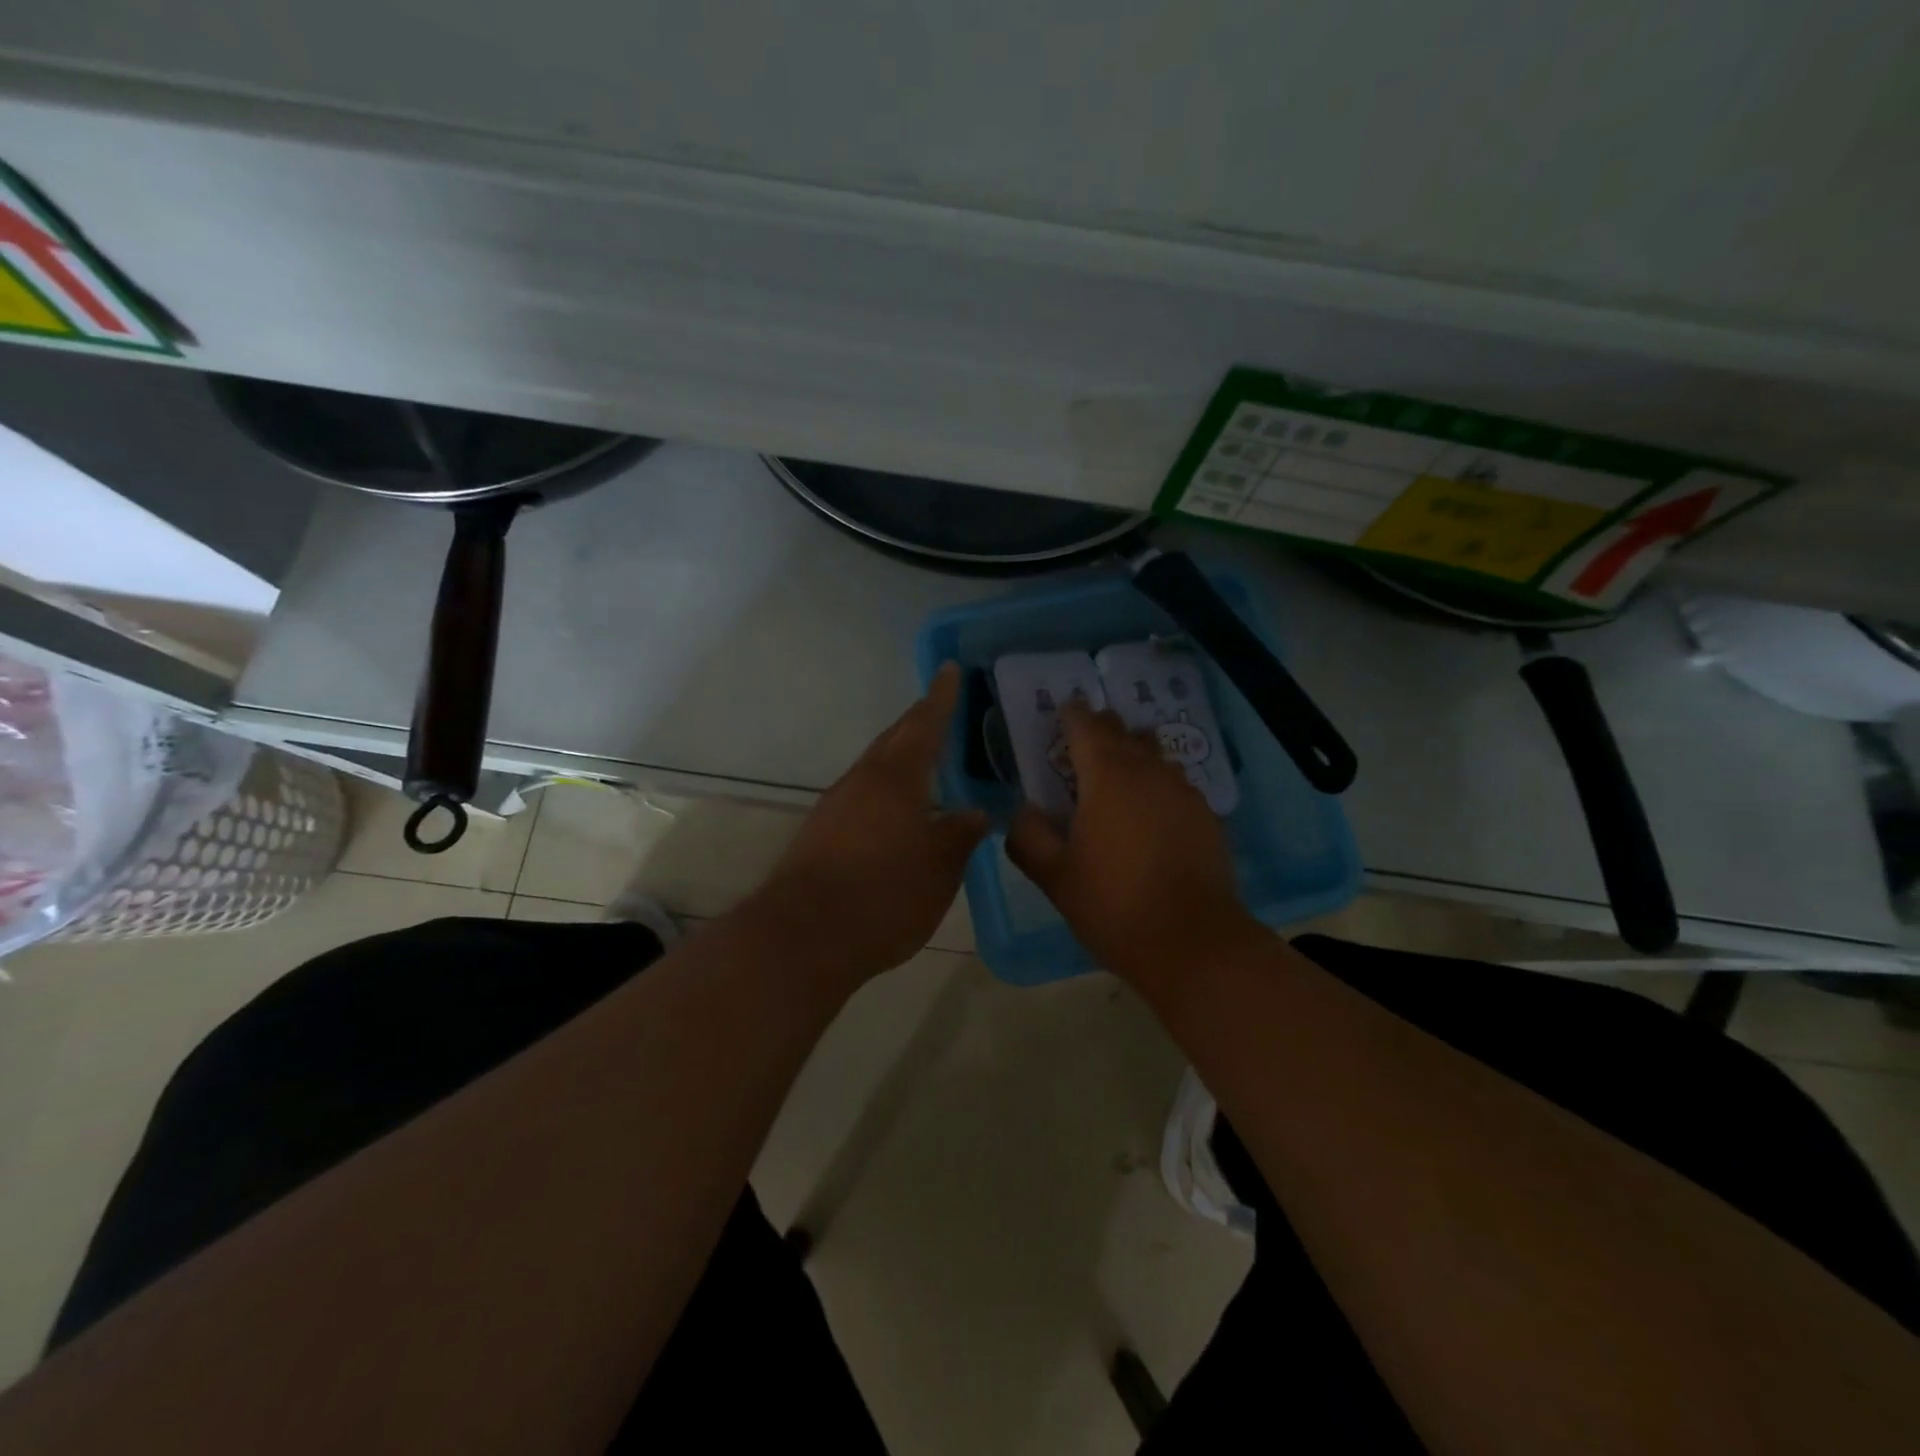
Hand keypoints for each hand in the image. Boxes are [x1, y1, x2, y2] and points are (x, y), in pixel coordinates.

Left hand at [743, 663, 987, 993]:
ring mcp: (836, 805)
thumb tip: (976, 812)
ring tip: (928, 761)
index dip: (941, 697)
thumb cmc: (884, 895)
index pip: (924, 723)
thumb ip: (960, 835)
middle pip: (894, 739)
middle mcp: (862, 780)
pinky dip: (886, 788)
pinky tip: (899, 811)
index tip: (949, 669)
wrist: (804, 936)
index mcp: (896, 777)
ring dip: (901, 756)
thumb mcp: (939, 868)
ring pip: (875, 767)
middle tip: (944, 709)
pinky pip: (862, 794)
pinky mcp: (821, 831)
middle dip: (919, 721)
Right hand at [1007, 700, 1263, 995]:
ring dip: (1134, 755)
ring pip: (1155, 756)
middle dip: (1102, 729)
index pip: (1087, 725)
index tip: (1062, 710)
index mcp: (1107, 775)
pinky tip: (1150, 814)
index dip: (1072, 713)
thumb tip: (1027, 811)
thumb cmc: (1113, 903)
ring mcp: (1184, 792)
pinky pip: (1176, 785)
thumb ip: (1028, 835)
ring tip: (1118, 776)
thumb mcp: (1053, 875)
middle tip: (1083, 741)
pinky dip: (1158, 786)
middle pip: (1124, 732)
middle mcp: (1150, 771)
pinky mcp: (1207, 816)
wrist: (1192, 941)